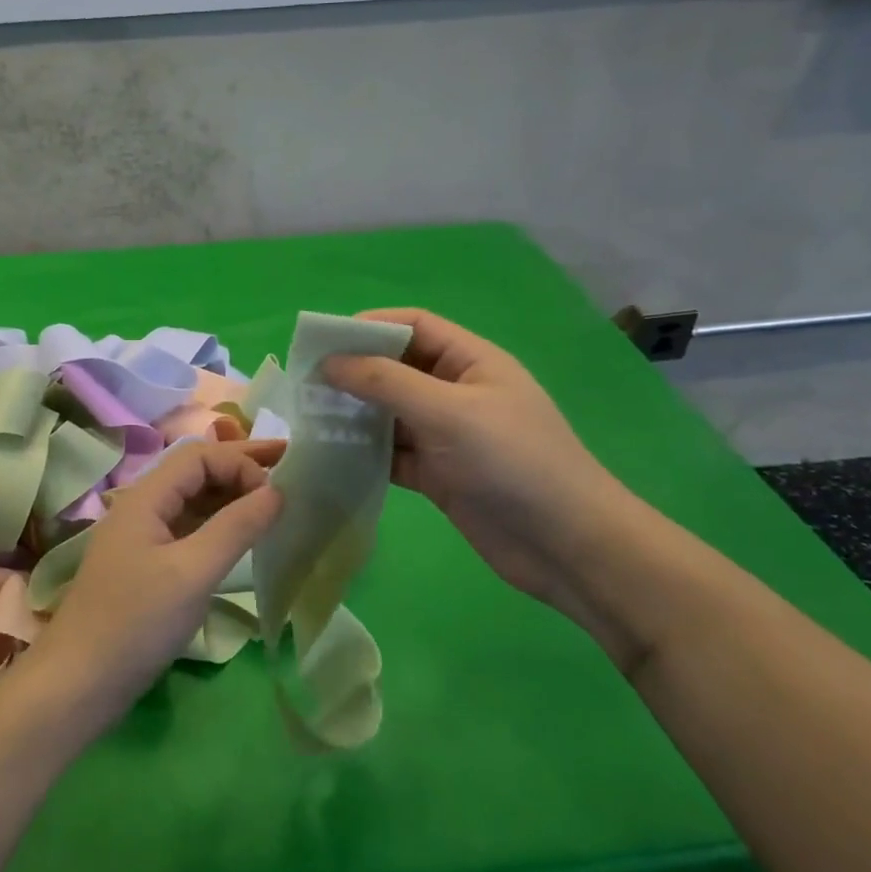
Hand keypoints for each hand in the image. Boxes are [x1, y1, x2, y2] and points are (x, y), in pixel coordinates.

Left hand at [26, 440, 282, 734]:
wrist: (79, 683)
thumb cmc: (136, 622)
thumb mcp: (192, 572)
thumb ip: (235, 528)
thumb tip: (275, 491)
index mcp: (146, 498)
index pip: (199, 457)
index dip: (240, 463)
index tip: (275, 492)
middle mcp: (143, 508)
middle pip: (196, 472)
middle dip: (240, 465)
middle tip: (286, 461)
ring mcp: (144, 538)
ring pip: (193, 501)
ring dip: (231, 494)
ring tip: (273, 496)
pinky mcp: (149, 566)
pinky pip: (190, 530)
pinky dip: (219, 524)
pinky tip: (242, 535)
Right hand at [323, 309, 644, 652]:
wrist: (565, 545)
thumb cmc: (512, 461)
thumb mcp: (448, 412)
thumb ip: (386, 382)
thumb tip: (329, 362)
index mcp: (471, 361)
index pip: (413, 326)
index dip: (369, 327)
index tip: (322, 342)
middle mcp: (456, 392)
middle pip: (396, 369)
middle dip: (354, 372)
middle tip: (305, 385)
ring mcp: (446, 435)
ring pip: (389, 414)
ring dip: (354, 415)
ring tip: (309, 419)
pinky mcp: (438, 474)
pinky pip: (392, 453)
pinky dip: (365, 453)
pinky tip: (332, 457)